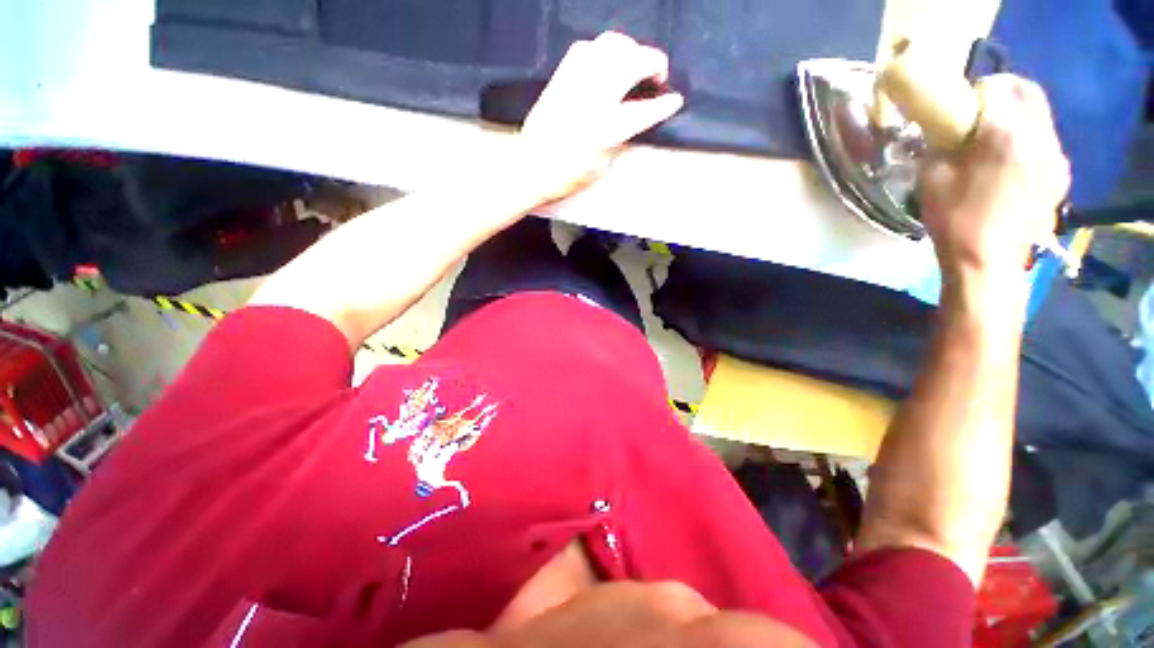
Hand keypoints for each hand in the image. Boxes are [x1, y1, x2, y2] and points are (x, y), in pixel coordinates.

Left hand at [516, 32, 684, 204]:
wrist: (531, 169)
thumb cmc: (567, 176)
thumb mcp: (601, 166)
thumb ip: (619, 140)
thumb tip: (632, 122)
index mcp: (606, 129)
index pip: (644, 111)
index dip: (664, 105)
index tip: (675, 100)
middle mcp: (594, 98)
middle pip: (632, 63)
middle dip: (654, 62)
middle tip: (658, 75)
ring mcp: (575, 83)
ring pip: (611, 45)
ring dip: (630, 50)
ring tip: (634, 64)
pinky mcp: (560, 77)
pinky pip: (585, 47)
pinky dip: (601, 50)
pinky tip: (604, 63)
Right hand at [918, 75, 1070, 283]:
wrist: (987, 262)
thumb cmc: (955, 218)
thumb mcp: (932, 177)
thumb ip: (940, 142)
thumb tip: (943, 126)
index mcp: (1007, 133)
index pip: (1003, 85)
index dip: (982, 86)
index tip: (963, 101)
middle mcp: (1040, 137)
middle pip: (1030, 94)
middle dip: (1006, 93)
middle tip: (980, 111)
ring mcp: (1055, 158)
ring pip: (1040, 117)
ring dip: (1018, 117)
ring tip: (994, 140)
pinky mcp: (1059, 177)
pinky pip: (1046, 142)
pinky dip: (1028, 139)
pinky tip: (1010, 162)